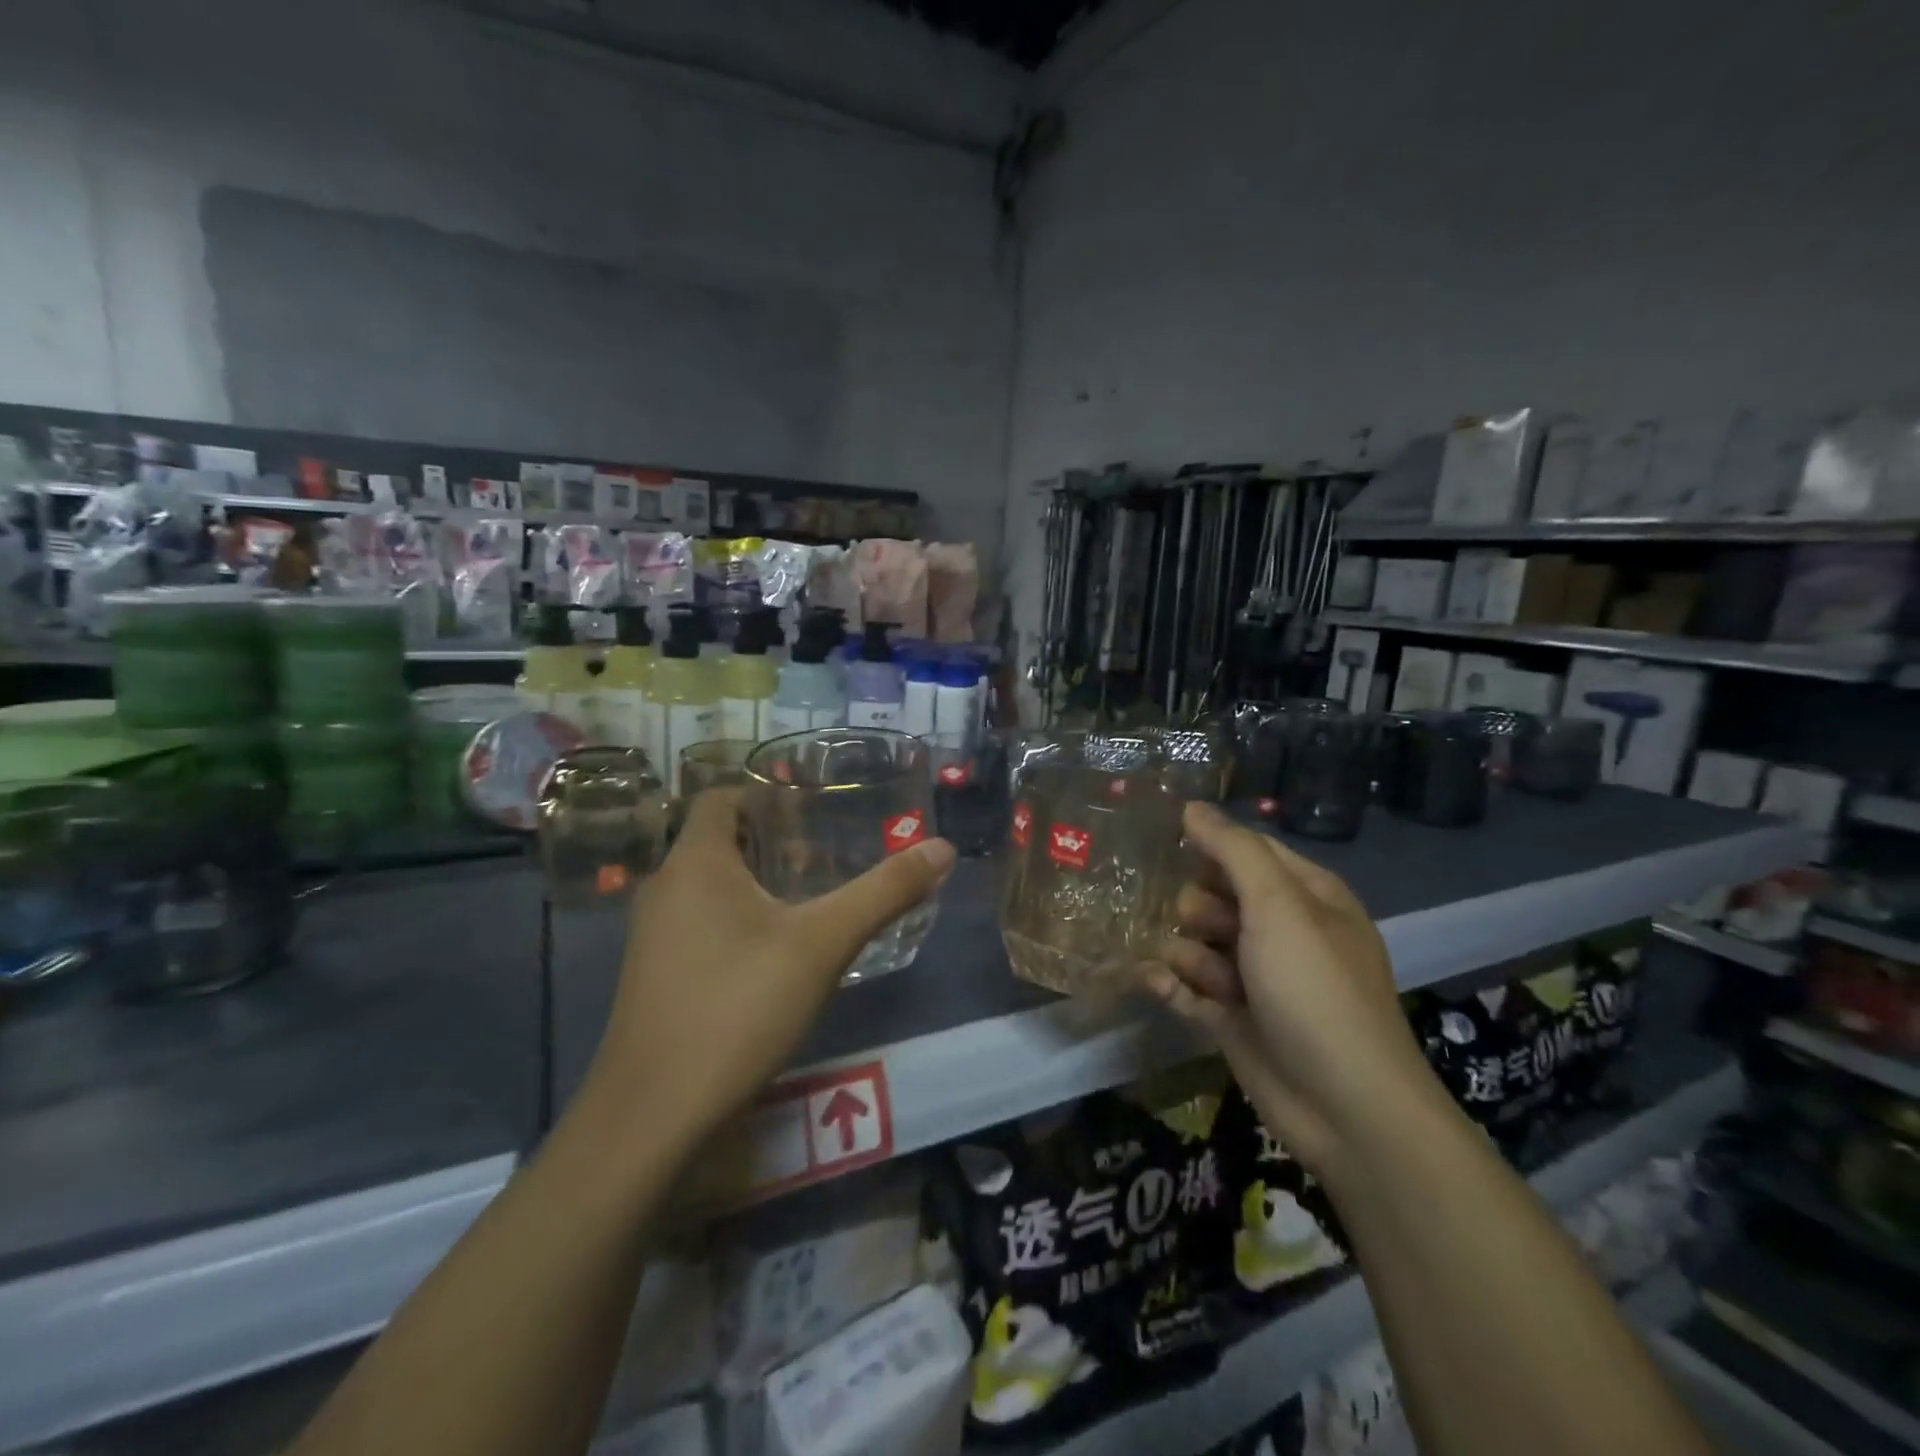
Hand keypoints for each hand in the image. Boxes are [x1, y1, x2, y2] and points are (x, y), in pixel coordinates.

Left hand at [584, 788, 954, 1149]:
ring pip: (709, 885)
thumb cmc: (738, 1006)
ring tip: (812, 899)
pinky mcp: (653, 974)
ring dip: (756, 883)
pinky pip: (698, 922)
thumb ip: (883, 892)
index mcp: (695, 862)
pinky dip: (736, 919)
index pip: (721, 797)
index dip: (766, 793)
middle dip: (772, 841)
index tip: (813, 808)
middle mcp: (664, 887)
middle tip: (828, 854)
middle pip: (719, 840)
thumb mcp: (823, 944)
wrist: (653, 1115)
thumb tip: (941, 848)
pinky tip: (775, 955)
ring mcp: (651, 935)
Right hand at [1143, 802, 1438, 1172]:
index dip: (1207, 845)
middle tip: (1198, 925)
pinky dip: (1171, 984)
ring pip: (1196, 941)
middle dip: (1195, 907)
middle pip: (1214, 894)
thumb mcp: (1279, 906)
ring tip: (1201, 976)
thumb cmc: (1314, 989)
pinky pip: (1187, 986)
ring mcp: (1256, 976)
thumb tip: (1191, 806)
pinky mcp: (1233, 1017)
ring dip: (1186, 952)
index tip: (1160, 840)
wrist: (1345, 1108)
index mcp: (1306, 895)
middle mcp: (1281, 930)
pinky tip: (1158, 984)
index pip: (1247, 850)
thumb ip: (1233, 850)